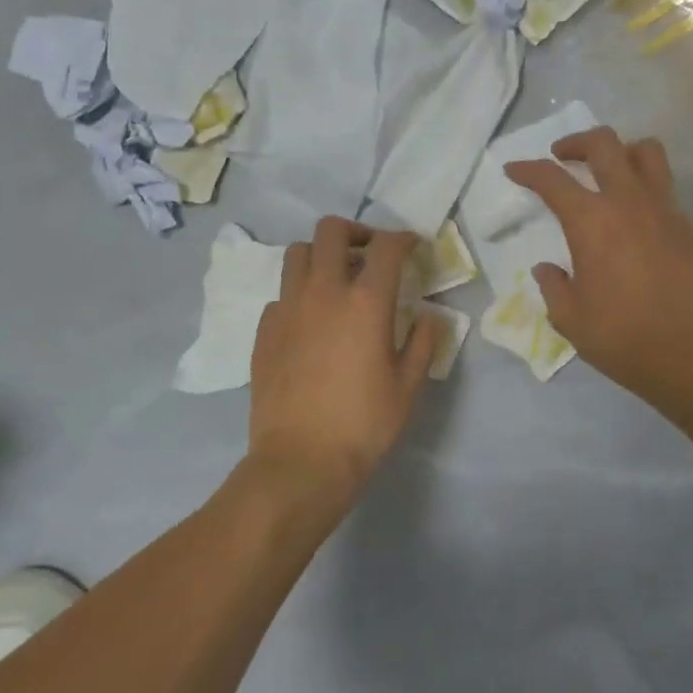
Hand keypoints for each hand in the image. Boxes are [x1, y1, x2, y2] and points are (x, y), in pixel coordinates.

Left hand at [245, 217, 438, 522]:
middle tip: (370, 254)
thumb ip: (423, 342)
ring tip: (336, 280)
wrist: (301, 462)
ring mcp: (288, 309)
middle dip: (355, 232)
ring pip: (297, 253)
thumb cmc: (364, 425)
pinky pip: (282, 293)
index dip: (404, 238)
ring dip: (321, 255)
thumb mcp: (408, 386)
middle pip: (331, 230)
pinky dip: (300, 293)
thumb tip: (428, 317)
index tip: (413, 247)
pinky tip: (311, 320)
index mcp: (366, 302)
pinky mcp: (264, 331)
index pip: (386, 247)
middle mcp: (323, 292)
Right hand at [505, 126, 692, 402]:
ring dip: (621, 151)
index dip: (528, 170)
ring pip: (646, 152)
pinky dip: (645, 187)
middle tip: (562, 157)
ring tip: (607, 170)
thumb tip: (546, 269)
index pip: (552, 180)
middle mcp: (628, 202)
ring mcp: (665, 210)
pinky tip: (636, 218)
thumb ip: (553, 287)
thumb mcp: (570, 319)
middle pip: (604, 143)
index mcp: (591, 222)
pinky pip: (665, 188)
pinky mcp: (688, 227)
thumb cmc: (622, 337)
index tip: (513, 169)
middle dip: (576, 142)